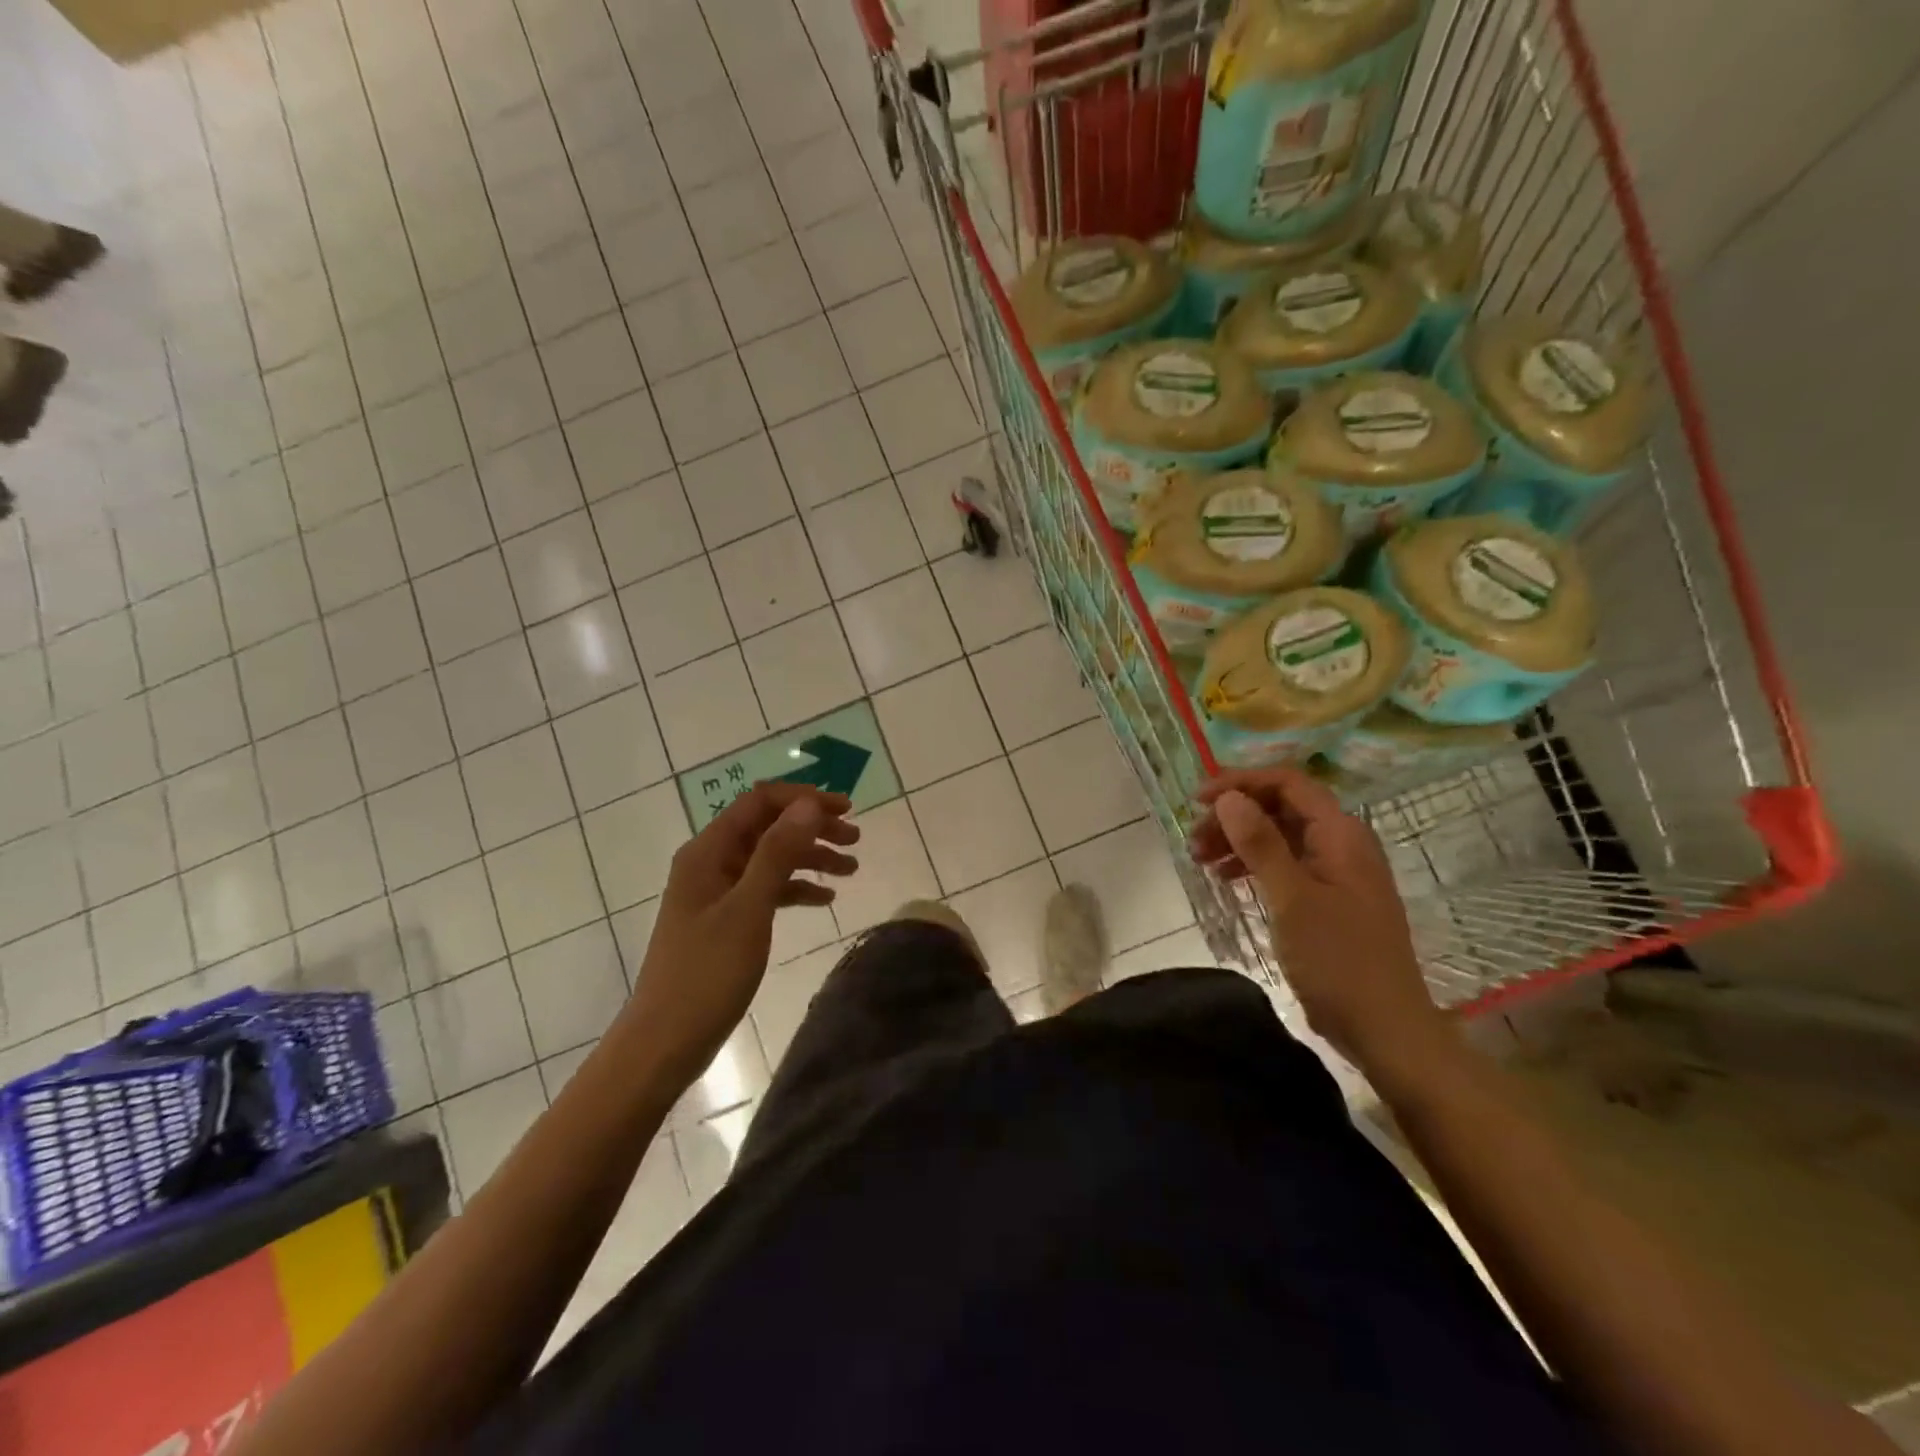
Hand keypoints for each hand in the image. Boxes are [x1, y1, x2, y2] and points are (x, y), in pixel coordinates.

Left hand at [630, 783, 858, 1082]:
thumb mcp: (748, 909)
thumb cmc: (706, 974)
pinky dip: (796, 888)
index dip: (804, 799)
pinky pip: (766, 889)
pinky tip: (825, 900)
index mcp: (708, 851)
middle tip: (856, 839)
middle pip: (768, 826)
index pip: (760, 801)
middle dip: (812, 827)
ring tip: (851, 869)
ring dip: (810, 857)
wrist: (664, 1043)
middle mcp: (711, 861)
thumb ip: (778, 853)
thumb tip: (809, 804)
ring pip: (771, 857)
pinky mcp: (725, 918)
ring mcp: (717, 891)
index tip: (846, 811)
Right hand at [1190, 768, 1446, 1070]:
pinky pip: (1284, 864)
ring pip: (1279, 836)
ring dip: (1238, 840)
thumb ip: (1260, 843)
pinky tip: (1226, 878)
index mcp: (1341, 834)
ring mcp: (1335, 872)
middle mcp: (1341, 844)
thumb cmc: (1338, 959)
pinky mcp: (1327, 899)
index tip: (1198, 801)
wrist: (1384, 1028)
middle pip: (1280, 807)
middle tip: (1193, 838)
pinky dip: (1252, 865)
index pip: (1287, 783)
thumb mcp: (1292, 898)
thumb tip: (1229, 798)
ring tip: (1199, 858)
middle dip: (1234, 815)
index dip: (1240, 783)